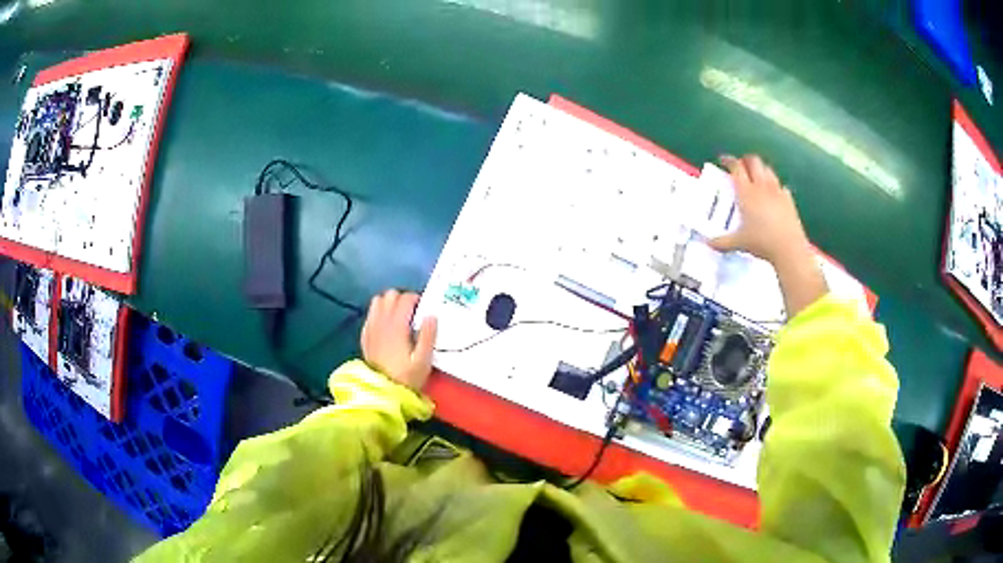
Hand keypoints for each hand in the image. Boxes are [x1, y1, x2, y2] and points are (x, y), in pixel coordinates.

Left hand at [361, 290, 437, 391]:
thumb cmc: (406, 377)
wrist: (382, 391)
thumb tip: (431, 315)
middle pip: (390, 295)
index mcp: (397, 325)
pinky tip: (386, 326)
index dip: (417, 299)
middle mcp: (381, 321)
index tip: (424, 309)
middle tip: (412, 312)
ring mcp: (371, 327)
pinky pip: (371, 314)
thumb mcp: (423, 360)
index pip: (405, 298)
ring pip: (378, 301)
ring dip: (389, 304)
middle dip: (402, 299)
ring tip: (399, 316)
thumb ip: (428, 335)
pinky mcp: (365, 335)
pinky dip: (379, 313)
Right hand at [709, 155, 811, 266]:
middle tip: (740, 166)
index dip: (729, 160)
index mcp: (746, 192)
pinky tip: (774, 194)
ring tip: (756, 176)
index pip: (736, 167)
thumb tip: (707, 243)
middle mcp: (761, 186)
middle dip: (746, 160)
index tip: (723, 160)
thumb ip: (722, 242)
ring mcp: (777, 191)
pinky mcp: (789, 200)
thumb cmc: (761, 241)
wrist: (788, 248)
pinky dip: (776, 186)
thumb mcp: (738, 243)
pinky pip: (781, 186)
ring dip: (761, 169)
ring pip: (768, 170)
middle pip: (754, 161)